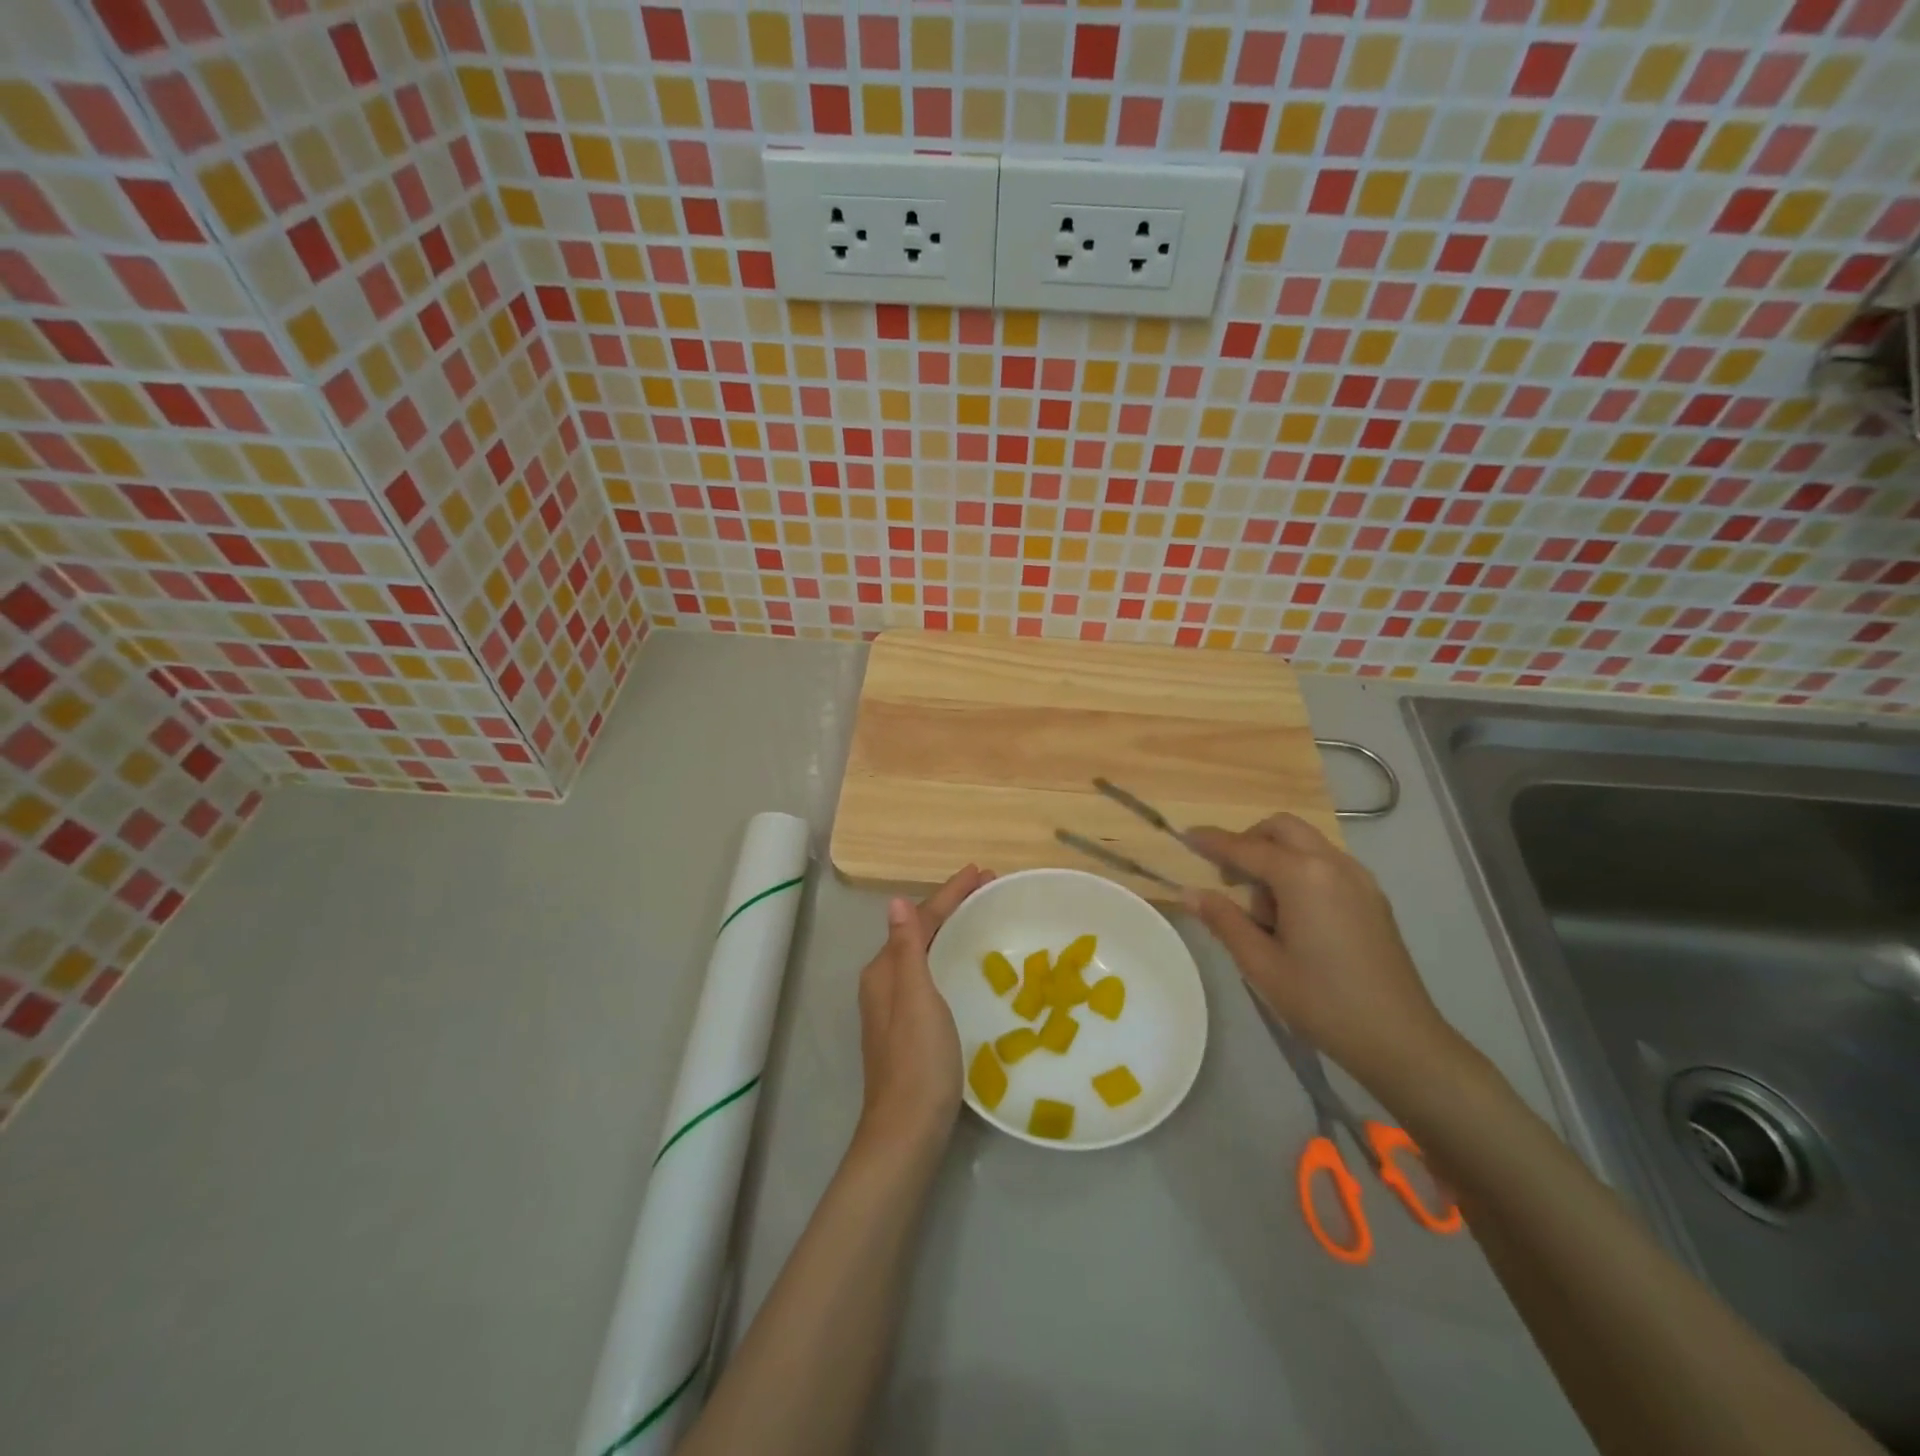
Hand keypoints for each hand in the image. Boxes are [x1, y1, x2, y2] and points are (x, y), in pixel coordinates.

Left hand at [854, 865, 992, 1153]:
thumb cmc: (918, 1060)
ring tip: (982, 916)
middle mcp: (885, 983)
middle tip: (988, 889)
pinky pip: (930, 974)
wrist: (907, 1129)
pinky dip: (949, 956)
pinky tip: (967, 964)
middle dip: (952, 907)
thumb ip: (906, 948)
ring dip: (951, 930)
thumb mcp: (917, 998)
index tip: (980, 872)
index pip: (919, 919)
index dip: (949, 894)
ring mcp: (895, 1007)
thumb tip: (895, 902)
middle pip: (920, 932)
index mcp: (885, 971)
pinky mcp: (909, 1027)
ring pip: (925, 953)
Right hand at [1183, 815, 1464, 1092]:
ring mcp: (1359, 878)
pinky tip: (1294, 917)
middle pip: (1281, 828)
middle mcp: (1333, 864)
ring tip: (1264, 912)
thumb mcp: (1261, 964)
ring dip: (1276, 857)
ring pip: (1306, 843)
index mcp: (1303, 876)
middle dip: (1248, 841)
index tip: (1184, 836)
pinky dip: (1300, 871)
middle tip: (1227, 877)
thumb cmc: (1322, 1001)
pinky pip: (1326, 864)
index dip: (1212, 841)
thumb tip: (1190, 892)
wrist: (1400, 1039)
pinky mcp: (1372, 897)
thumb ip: (1224, 920)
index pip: (1246, 848)